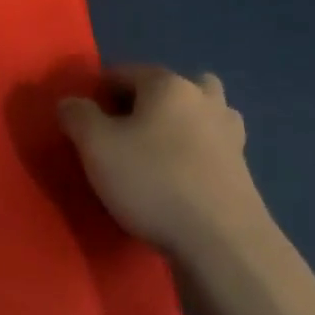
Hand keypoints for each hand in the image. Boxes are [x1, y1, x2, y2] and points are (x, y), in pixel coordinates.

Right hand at [57, 65, 270, 264]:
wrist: (222, 243)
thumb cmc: (152, 181)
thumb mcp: (95, 146)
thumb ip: (77, 115)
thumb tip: (71, 102)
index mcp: (167, 84)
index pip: (124, 72)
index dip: (99, 92)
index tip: (85, 121)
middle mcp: (203, 99)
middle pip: (169, 87)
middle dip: (146, 102)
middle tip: (125, 132)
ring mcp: (230, 133)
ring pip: (198, 113)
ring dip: (178, 123)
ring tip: (156, 152)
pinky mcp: (243, 169)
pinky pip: (211, 146)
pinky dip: (196, 152)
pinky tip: (180, 177)